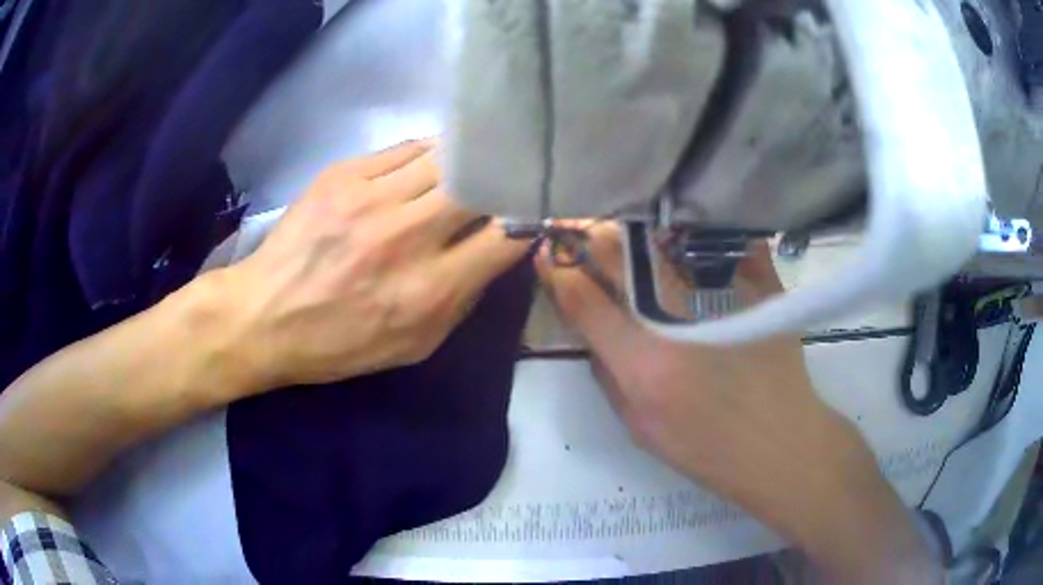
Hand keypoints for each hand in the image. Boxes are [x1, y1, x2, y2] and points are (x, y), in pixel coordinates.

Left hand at [216, 140, 527, 391]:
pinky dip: (428, 153)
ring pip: (446, 154)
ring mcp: (371, 196)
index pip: (505, 236)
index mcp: (428, 289)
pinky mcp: (343, 173)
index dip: (531, 216)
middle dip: (503, 177)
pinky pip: (405, 148)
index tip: (537, 209)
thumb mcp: (414, 346)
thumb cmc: (340, 343)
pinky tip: (429, 163)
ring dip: (468, 158)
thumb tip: (495, 251)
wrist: (264, 315)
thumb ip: (463, 299)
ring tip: (476, 161)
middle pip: (480, 182)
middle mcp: (406, 235)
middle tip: (510, 176)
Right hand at [536, 225, 939, 582]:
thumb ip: (607, 375)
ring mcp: (724, 297)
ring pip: (666, 238)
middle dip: (591, 236)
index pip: (584, 299)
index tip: (548, 254)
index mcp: (644, 364)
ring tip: (622, 220)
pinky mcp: (760, 286)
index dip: (559, 270)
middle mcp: (679, 321)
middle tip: (580, 228)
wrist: (780, 443)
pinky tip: (684, 224)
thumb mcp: (640, 428)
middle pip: (621, 256)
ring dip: (636, 226)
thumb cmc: (707, 447)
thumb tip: (592, 326)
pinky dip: (696, 228)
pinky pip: (723, 239)